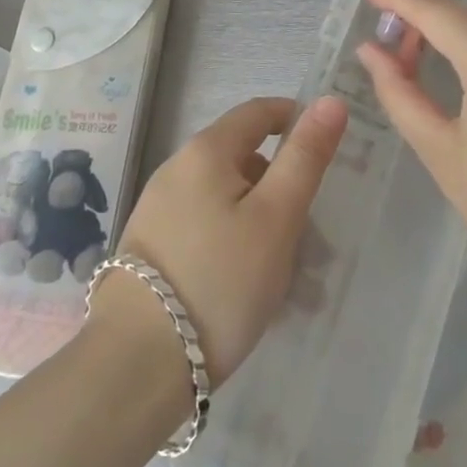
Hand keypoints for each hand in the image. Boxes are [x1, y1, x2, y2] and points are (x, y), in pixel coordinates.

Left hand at [111, 95, 346, 385]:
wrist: (135, 365)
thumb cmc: (220, 281)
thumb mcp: (276, 217)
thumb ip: (305, 157)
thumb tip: (331, 100)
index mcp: (206, 150)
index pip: (258, 112)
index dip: (295, 120)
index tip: (325, 152)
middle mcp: (176, 168)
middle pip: (242, 158)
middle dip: (281, 185)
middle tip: (311, 234)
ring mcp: (158, 208)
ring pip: (226, 198)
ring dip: (260, 221)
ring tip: (287, 276)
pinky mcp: (150, 246)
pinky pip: (205, 227)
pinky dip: (233, 242)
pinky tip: (247, 289)